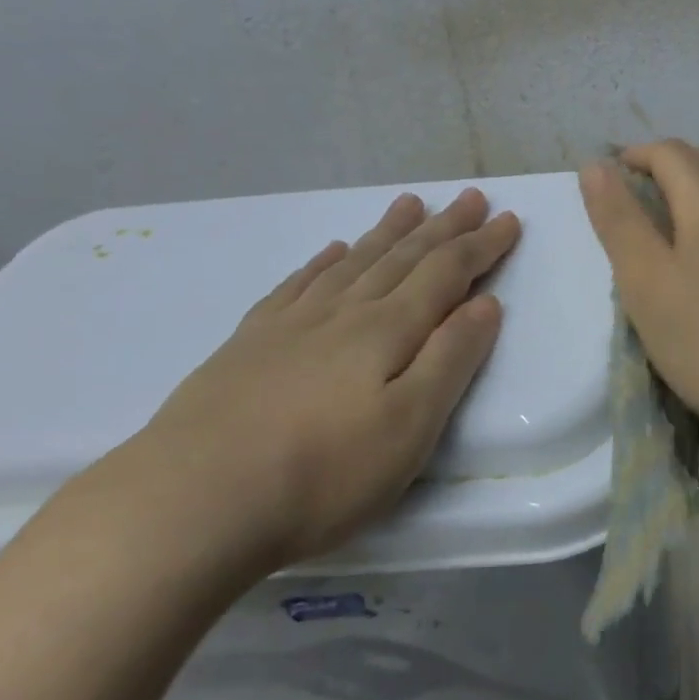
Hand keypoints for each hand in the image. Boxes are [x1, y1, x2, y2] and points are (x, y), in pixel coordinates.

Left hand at [113, 188, 520, 569]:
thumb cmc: (321, 473)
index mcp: (388, 330)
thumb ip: (451, 359)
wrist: (189, 502)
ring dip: (388, 232)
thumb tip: (485, 304)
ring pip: (354, 263)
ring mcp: (291, 324)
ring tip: (409, 204)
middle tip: (470, 196)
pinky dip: (323, 263)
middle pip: (403, 257)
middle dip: (443, 227)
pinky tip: (332, 251)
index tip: (508, 219)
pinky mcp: (249, 344)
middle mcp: (344, 313)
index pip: (446, 273)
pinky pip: (298, 285)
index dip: (481, 245)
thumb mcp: (410, 426)